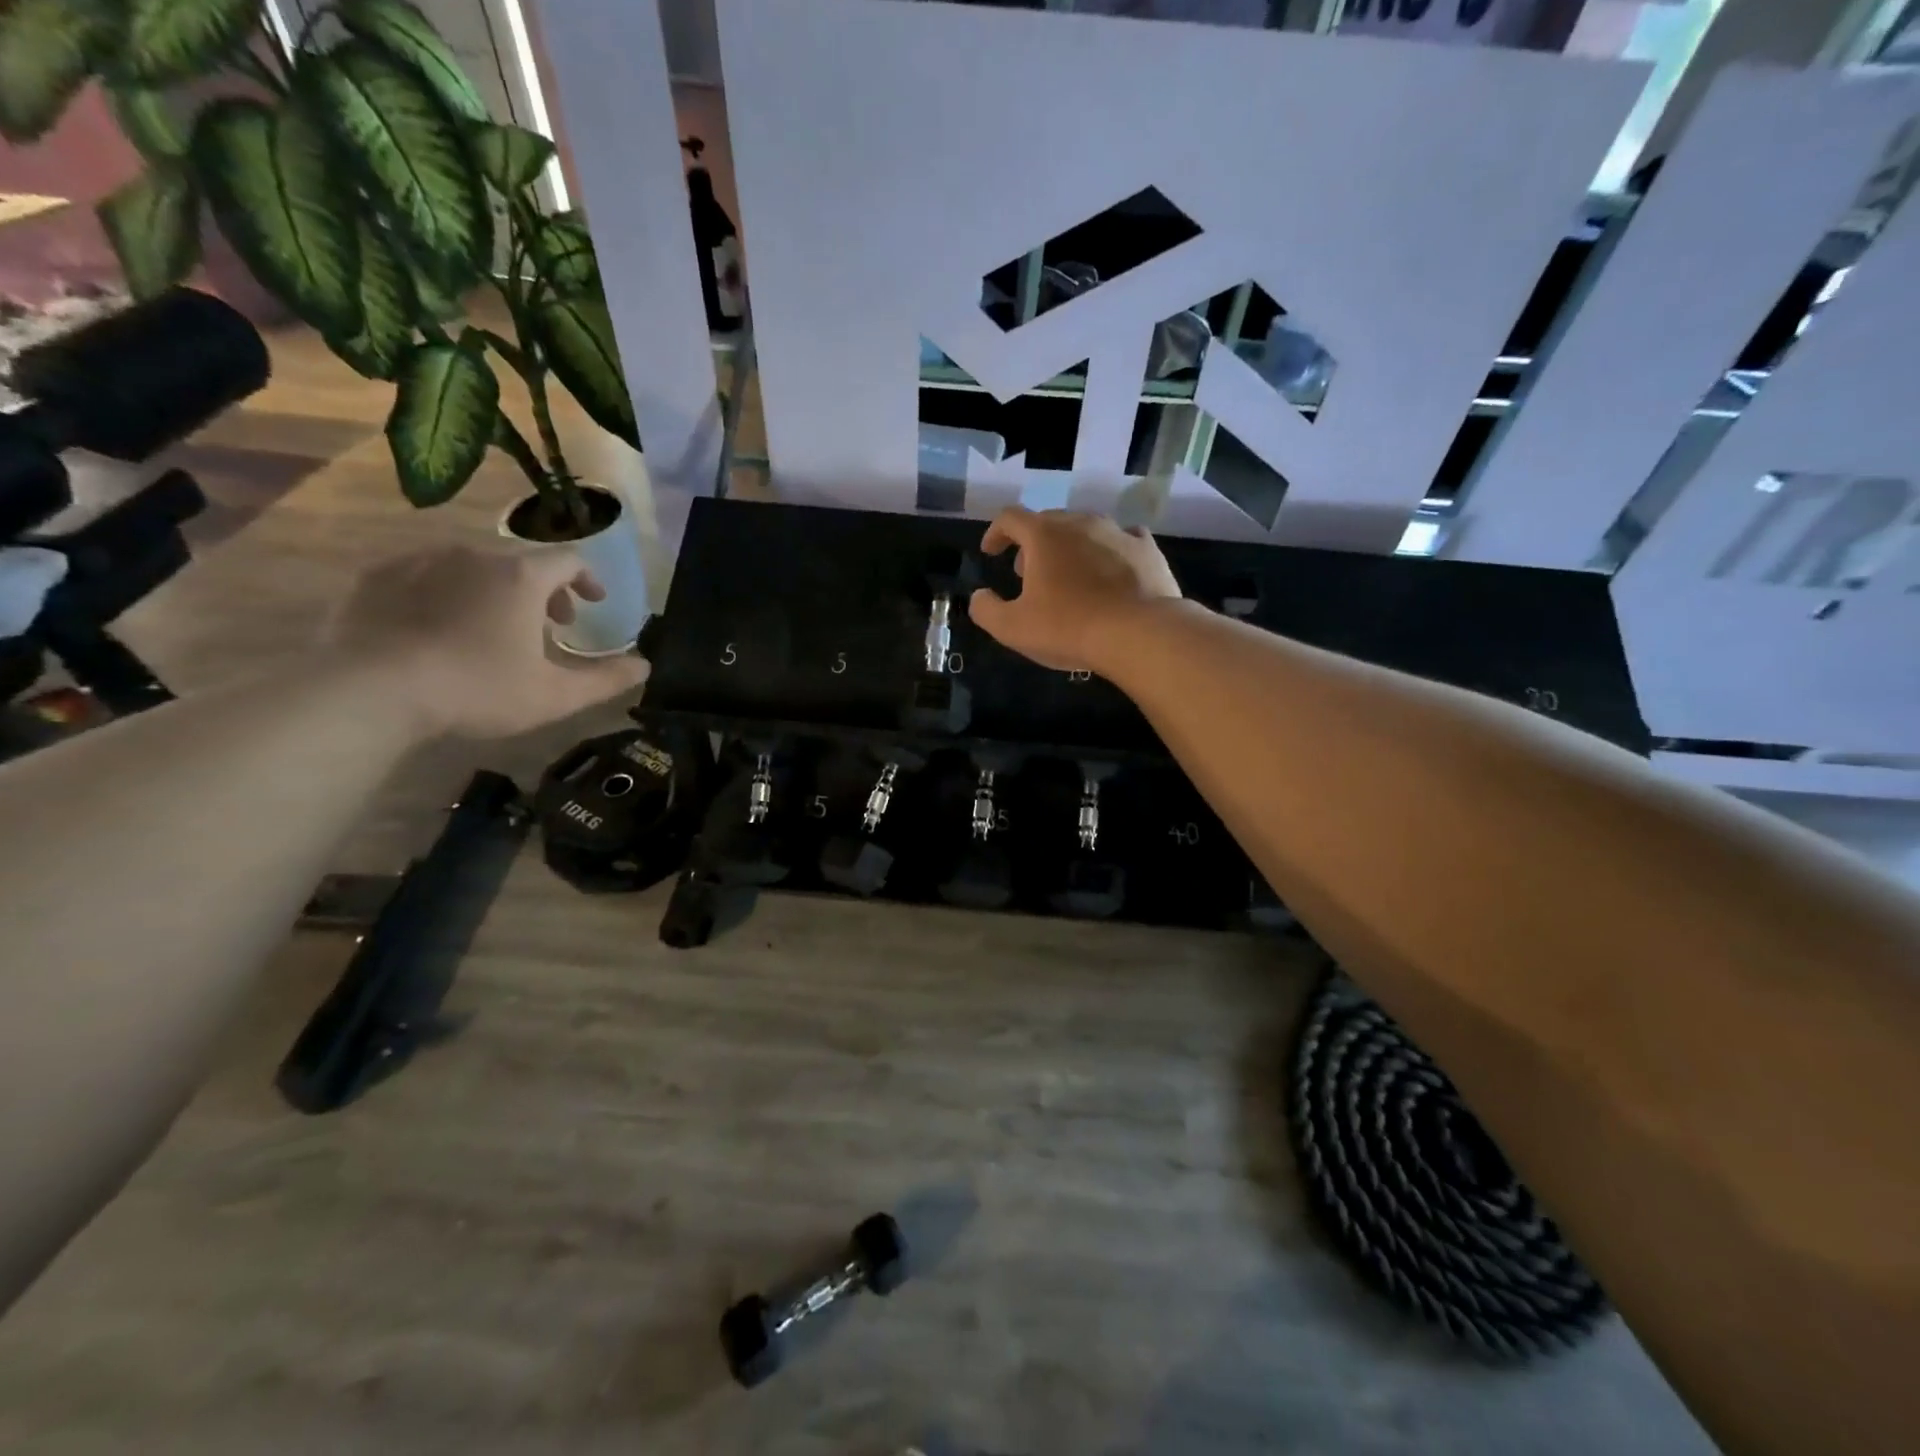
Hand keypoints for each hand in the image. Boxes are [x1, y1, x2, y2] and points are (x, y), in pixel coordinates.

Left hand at [328, 545, 648, 738]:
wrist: (372, 691)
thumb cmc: (479, 689)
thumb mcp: (556, 695)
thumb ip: (607, 679)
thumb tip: (646, 665)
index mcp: (521, 577)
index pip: (569, 561)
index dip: (588, 580)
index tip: (594, 604)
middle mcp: (474, 555)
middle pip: (521, 563)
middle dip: (543, 591)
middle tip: (549, 626)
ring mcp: (420, 561)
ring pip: (472, 567)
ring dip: (494, 591)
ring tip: (493, 627)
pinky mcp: (376, 577)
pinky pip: (425, 575)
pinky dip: (445, 593)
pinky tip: (440, 626)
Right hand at [967, 507, 1181, 672]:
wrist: (1139, 633)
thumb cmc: (1068, 627)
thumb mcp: (1013, 628)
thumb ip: (986, 610)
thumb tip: (979, 597)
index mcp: (1044, 535)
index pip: (1010, 518)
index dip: (995, 533)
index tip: (990, 551)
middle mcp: (1080, 522)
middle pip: (1048, 521)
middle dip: (1032, 543)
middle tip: (1027, 571)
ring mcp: (1117, 532)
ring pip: (1086, 528)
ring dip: (1070, 545)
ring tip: (1068, 573)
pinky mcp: (1147, 549)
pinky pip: (1123, 538)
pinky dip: (1109, 549)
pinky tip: (1111, 567)